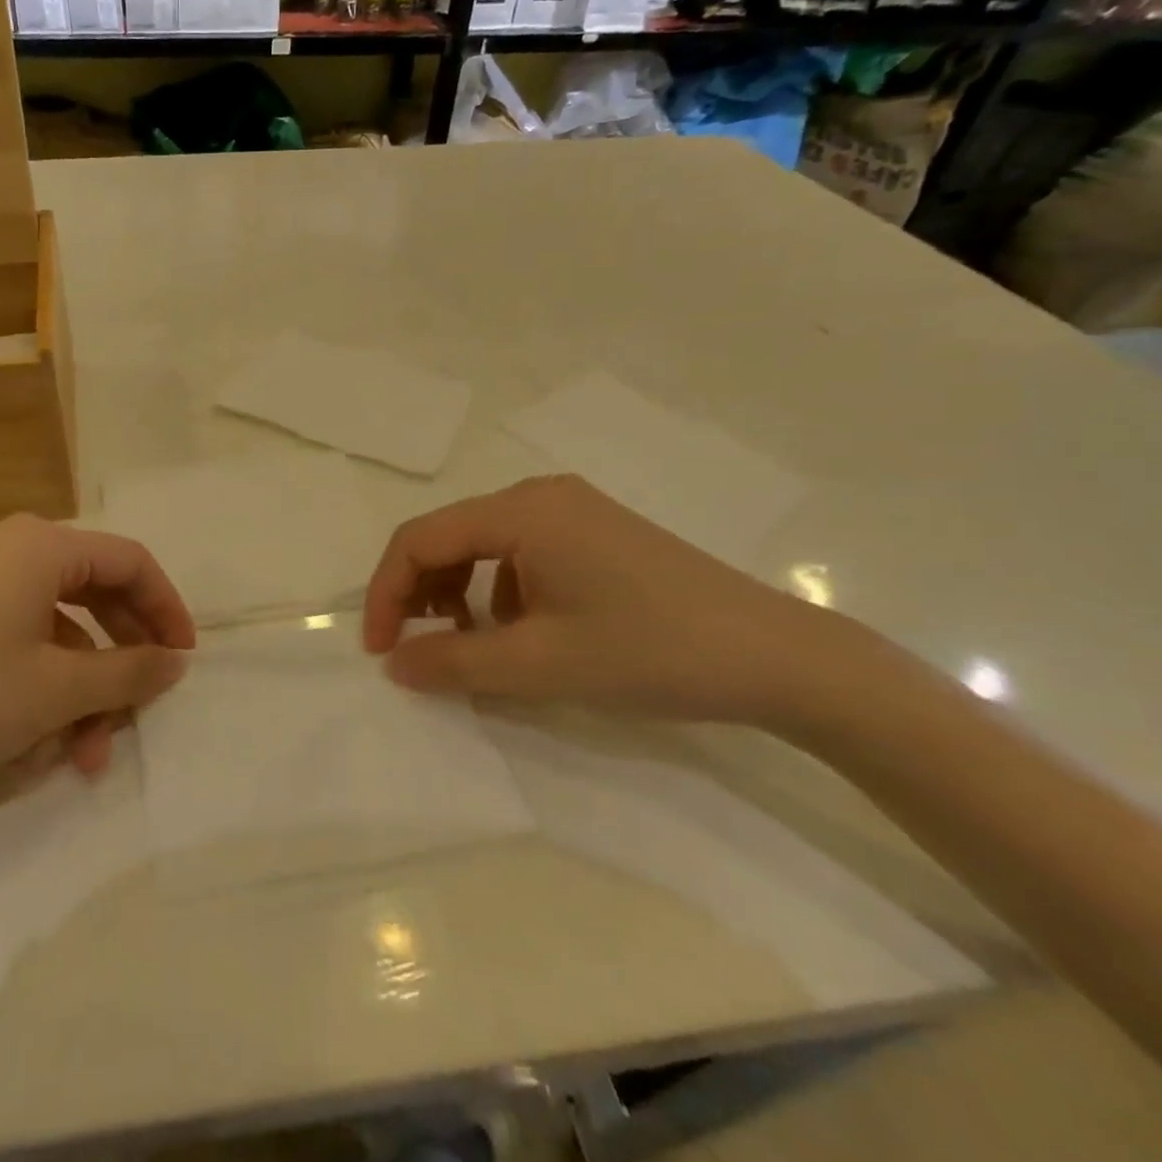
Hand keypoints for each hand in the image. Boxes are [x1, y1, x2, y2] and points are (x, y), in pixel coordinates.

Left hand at [0, 516, 195, 792]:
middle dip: (120, 657)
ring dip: (80, 684)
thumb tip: (175, 661)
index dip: (166, 609)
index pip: (129, 562)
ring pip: (53, 622)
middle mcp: (7, 545)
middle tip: (139, 707)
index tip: (183, 660)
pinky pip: (15, 634)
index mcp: (39, 545)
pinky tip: (41, 739)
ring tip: (87, 750)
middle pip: (92, 590)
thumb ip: (129, 671)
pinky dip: (40, 679)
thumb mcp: (57, 690)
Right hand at [363, 476, 888, 734]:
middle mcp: (540, 495)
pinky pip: (519, 553)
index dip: (386, 594)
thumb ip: (454, 664)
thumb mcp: (540, 665)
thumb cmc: (651, 652)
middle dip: (420, 593)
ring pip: (482, 545)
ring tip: (468, 645)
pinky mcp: (594, 533)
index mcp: (522, 510)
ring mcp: (572, 511)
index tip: (381, 652)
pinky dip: (497, 591)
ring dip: (457, 593)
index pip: (419, 539)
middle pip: (448, 536)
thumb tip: (396, 665)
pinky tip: (521, 632)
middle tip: (418, 650)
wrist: (780, 658)